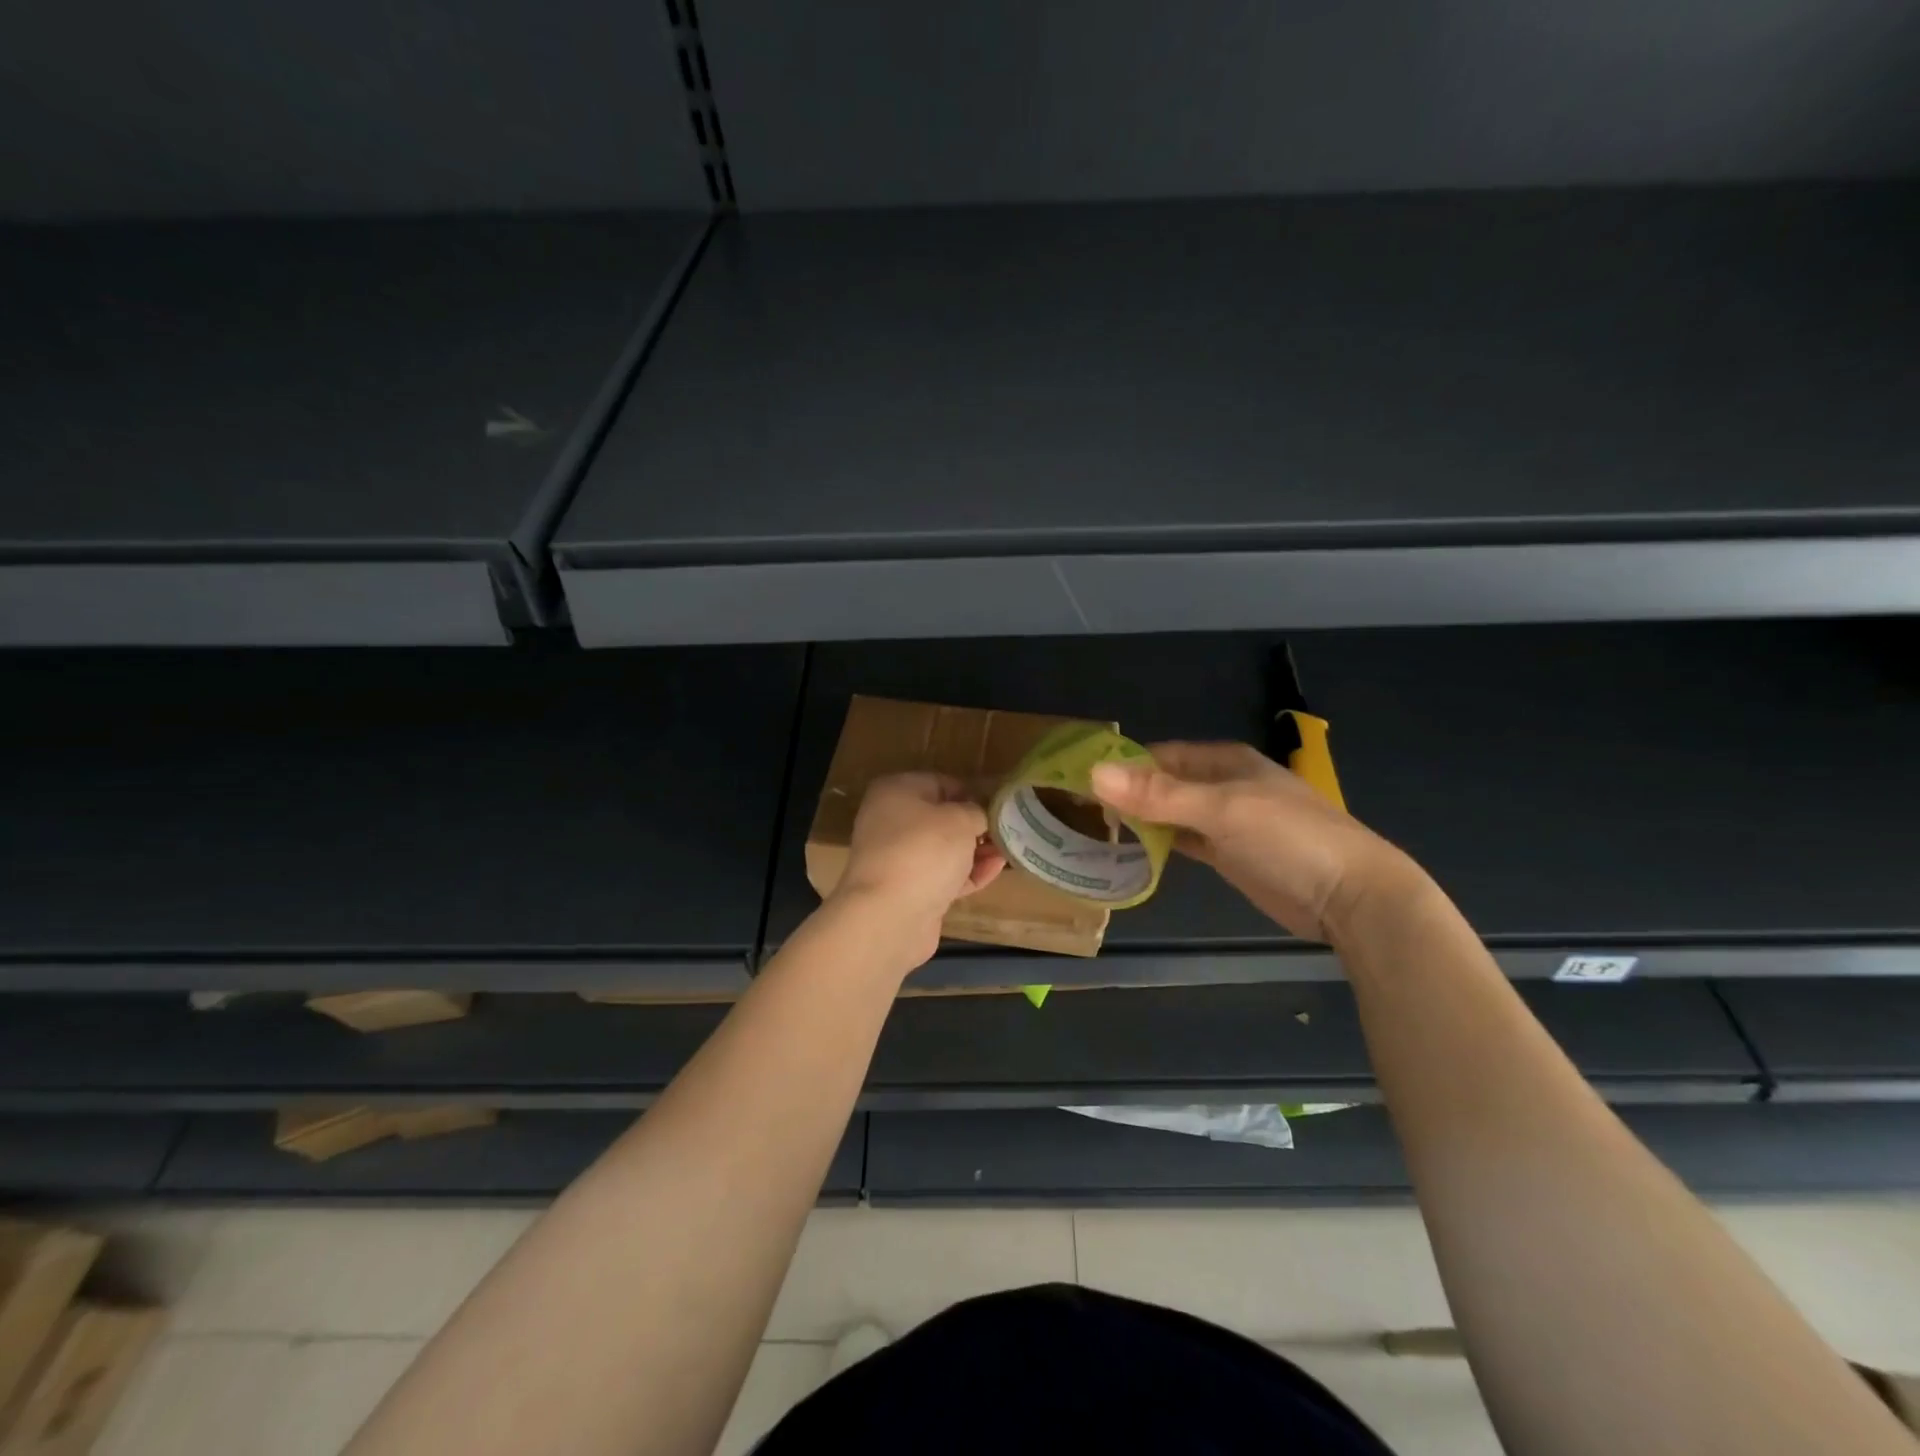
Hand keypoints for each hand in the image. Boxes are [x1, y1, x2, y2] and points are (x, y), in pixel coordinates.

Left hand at [831, 772, 1005, 965]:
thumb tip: (978, 817)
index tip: (999, 806)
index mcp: (895, 791)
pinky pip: (941, 875)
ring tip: (1008, 852)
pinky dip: (966, 873)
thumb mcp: (960, 819)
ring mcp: (897, 858)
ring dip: (974, 851)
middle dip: (974, 826)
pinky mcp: (907, 890)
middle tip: (1007, 831)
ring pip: (942, 849)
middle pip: (940, 818)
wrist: (889, 914)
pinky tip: (995, 871)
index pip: (940, 783)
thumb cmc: (924, 850)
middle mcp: (890, 821)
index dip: (971, 793)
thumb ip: (975, 812)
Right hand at [1091, 741, 1416, 942]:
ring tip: (1092, 828)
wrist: (1350, 896)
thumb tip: (1094, 772)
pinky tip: (1129, 850)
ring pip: (1170, 813)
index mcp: (1224, 761)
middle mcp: (1221, 785)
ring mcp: (1225, 822)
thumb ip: (1158, 794)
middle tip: (1077, 809)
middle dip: (1125, 793)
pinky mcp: (1227, 854)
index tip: (1078, 780)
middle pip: (1162, 783)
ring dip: (1139, 819)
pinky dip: (1157, 843)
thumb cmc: (1289, 838)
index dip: (1121, 765)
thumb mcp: (1221, 809)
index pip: (1159, 755)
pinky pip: (1181, 841)